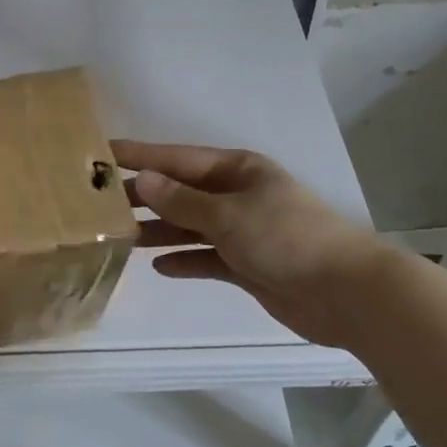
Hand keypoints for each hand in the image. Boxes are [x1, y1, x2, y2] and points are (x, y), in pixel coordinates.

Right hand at [113, 141, 391, 348]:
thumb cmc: (286, 238)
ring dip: (159, 230)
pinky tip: (158, 266)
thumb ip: (182, 201)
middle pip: (181, 192)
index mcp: (237, 170)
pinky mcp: (247, 264)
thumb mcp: (228, 214)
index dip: (140, 156)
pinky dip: (184, 260)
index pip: (177, 158)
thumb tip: (142, 180)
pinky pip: (206, 257)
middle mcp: (236, 195)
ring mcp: (242, 230)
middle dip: (145, 196)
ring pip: (190, 226)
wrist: (346, 293)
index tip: (103, 153)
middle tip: (100, 202)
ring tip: (120, 236)